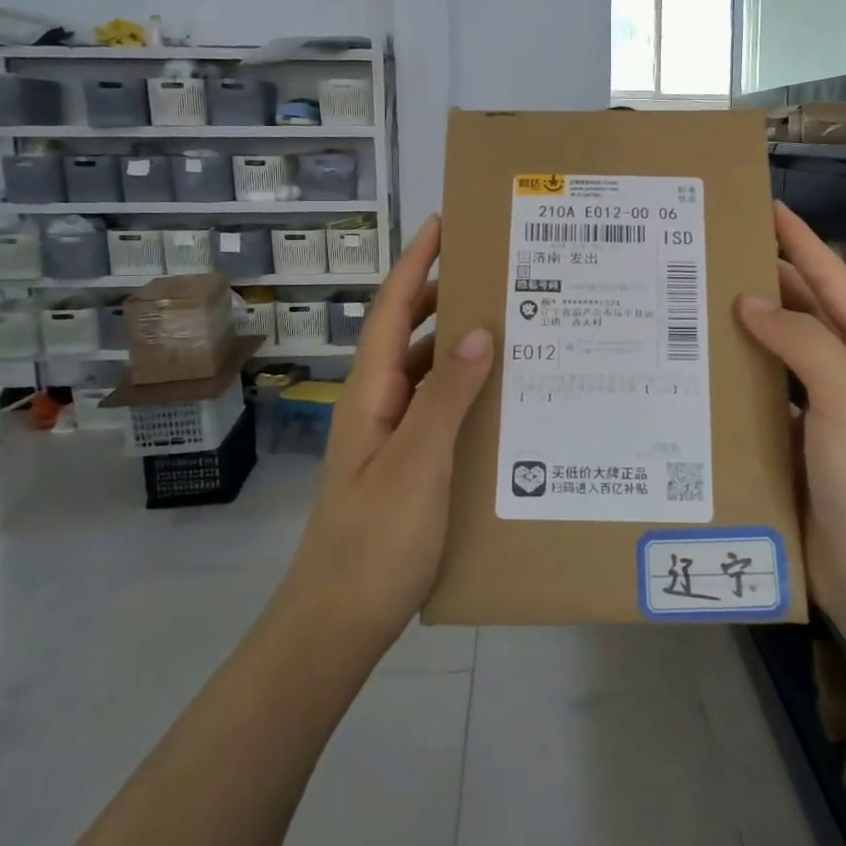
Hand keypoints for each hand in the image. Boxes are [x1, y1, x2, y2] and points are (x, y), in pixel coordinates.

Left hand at [281, 216, 493, 647]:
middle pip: (408, 332)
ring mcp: (390, 437)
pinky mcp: (406, 466)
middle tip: (493, 270)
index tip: (444, 222)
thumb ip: (447, 396)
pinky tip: (498, 398)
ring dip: (457, 343)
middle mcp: (378, 404)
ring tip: (507, 324)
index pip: (393, 310)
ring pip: (425, 372)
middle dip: (441, 293)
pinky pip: (437, 409)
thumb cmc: (375, 540)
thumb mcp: (417, 462)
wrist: (337, 623)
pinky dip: (464, 390)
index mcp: (371, 392)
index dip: (415, 263)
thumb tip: (477, 330)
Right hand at [736, 203, 845, 623]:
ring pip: (774, 359)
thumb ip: (802, 340)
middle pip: (802, 316)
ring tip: (688, 307)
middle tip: (707, 256)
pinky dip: (732, 385)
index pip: (834, 281)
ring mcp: (820, 417)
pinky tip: (694, 375)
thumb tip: (750, 303)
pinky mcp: (791, 451)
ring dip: (740, 335)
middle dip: (763, 284)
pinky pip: (758, 403)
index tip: (765, 207)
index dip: (802, 242)